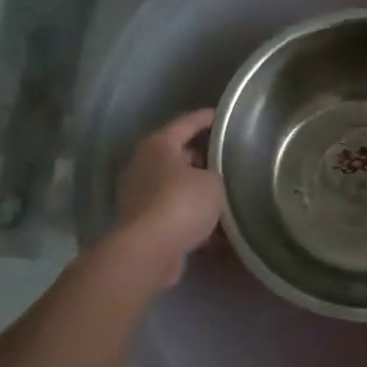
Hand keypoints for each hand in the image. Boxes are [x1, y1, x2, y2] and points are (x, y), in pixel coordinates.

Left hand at [114, 109, 222, 285]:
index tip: (221, 116)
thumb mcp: (212, 182)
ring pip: (176, 185)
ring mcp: (139, 194)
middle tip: (227, 159)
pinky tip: (215, 225)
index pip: (186, 123)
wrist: (149, 250)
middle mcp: (144, 165)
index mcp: (158, 146)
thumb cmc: (181, 203)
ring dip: (197, 190)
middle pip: (178, 155)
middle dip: (202, 157)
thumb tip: (209, 180)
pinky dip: (191, 215)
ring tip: (225, 192)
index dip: (205, 119)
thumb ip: (215, 174)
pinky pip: (174, 211)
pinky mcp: (142, 222)